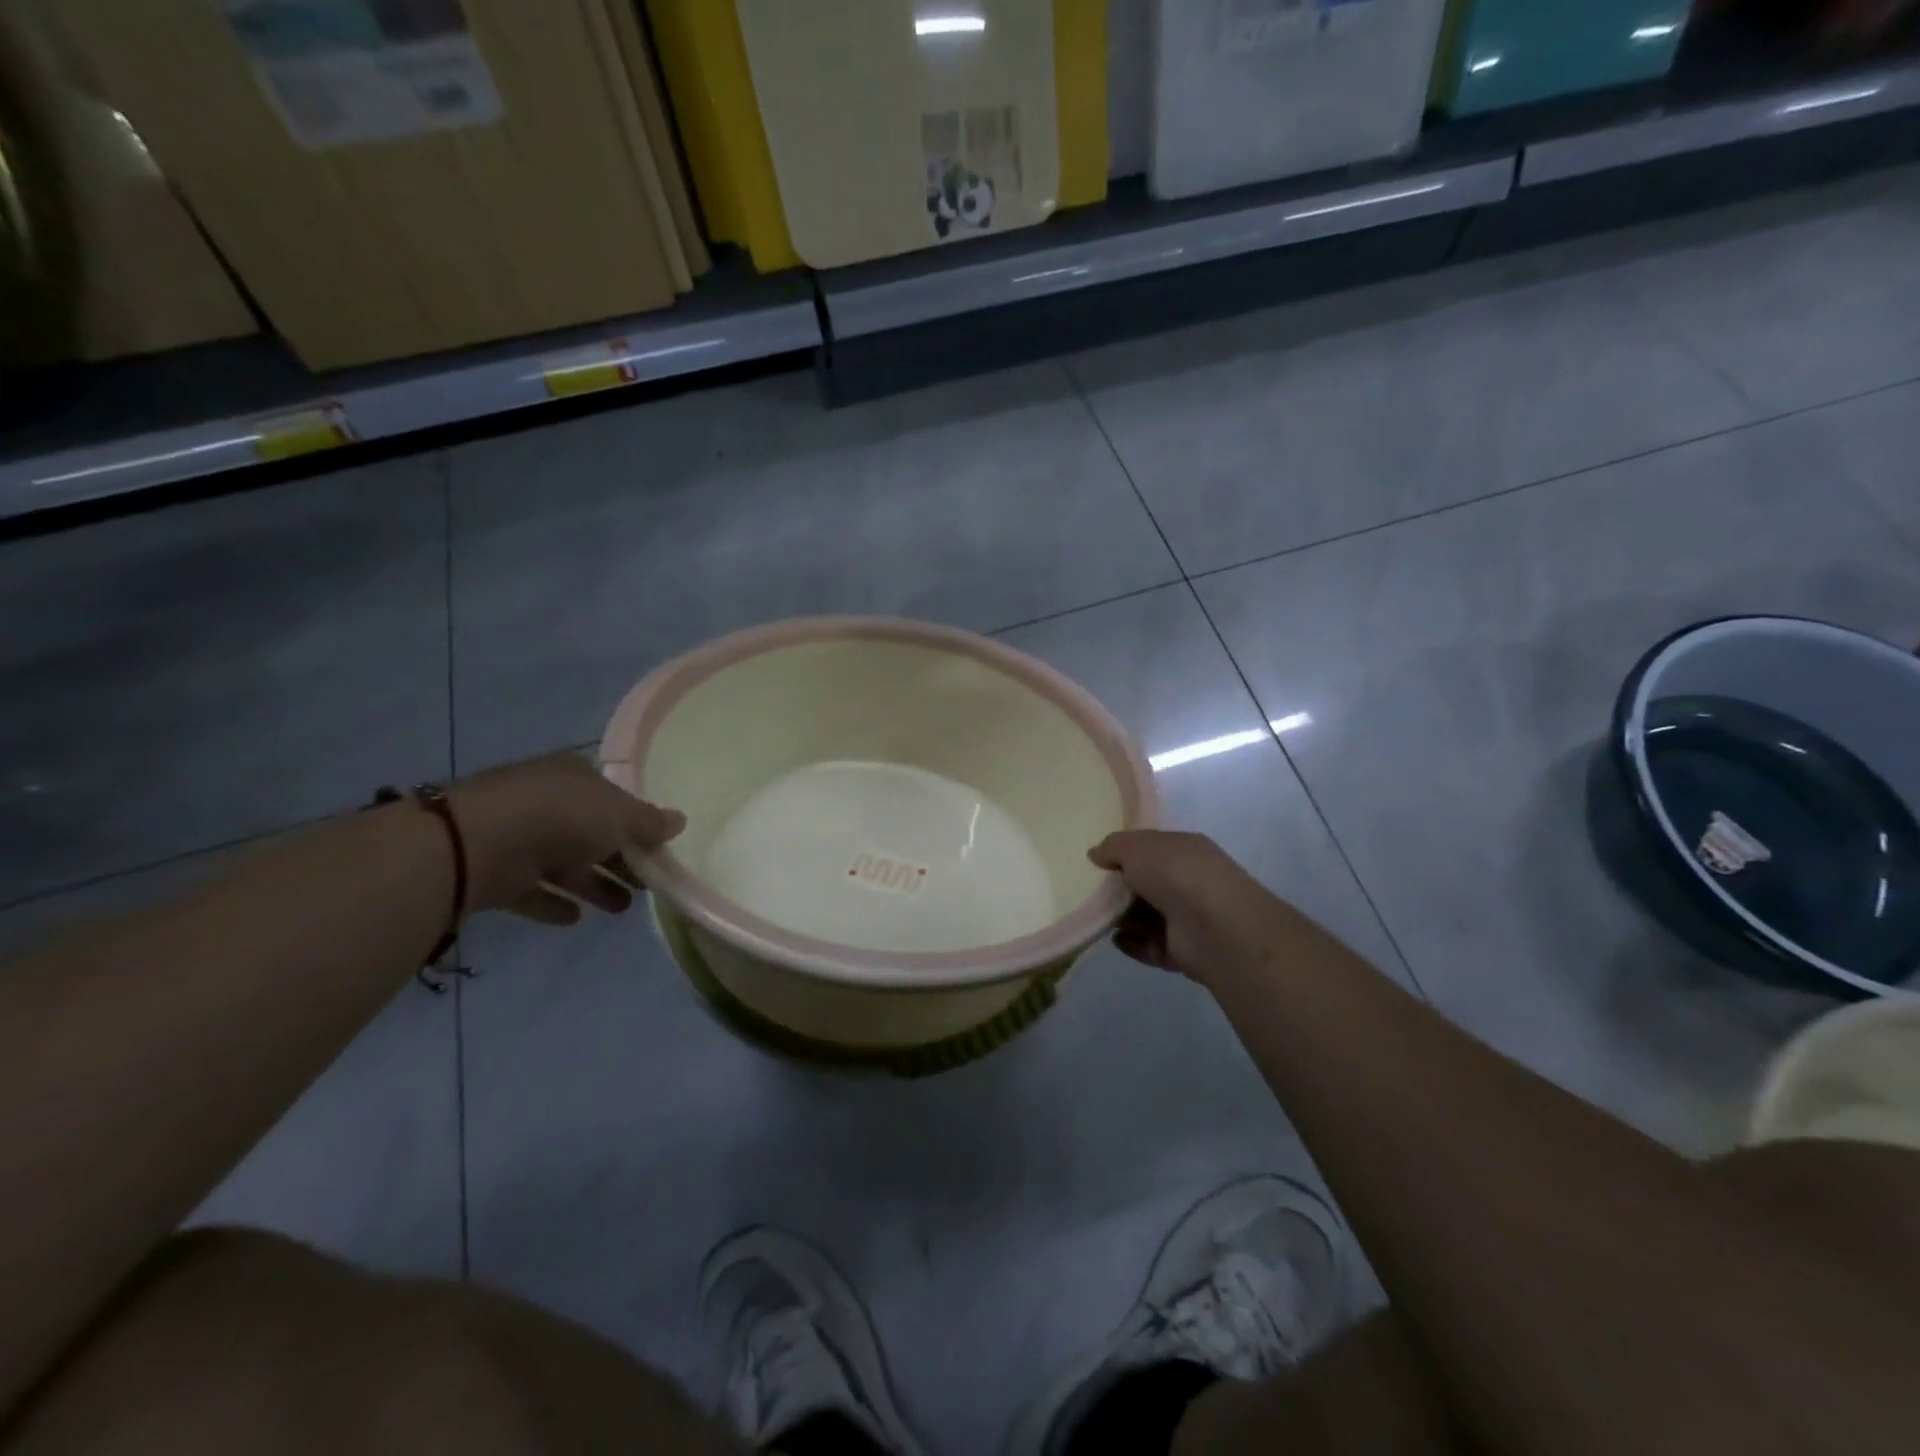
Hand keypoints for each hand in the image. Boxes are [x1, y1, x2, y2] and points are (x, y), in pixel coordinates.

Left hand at [445, 755, 683, 924]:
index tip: (657, 847)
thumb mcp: (621, 815)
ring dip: (593, 884)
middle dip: (619, 858)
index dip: (636, 820)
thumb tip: (680, 821)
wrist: (479, 844)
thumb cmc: (563, 816)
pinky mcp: (497, 871)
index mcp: (575, 775)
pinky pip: (533, 889)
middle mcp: (546, 800)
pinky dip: (554, 902)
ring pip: (565, 863)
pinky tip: (576, 919)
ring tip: (623, 908)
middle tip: (648, 883)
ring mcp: (518, 835)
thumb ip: (650, 822)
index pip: (612, 796)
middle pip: (591, 832)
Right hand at [1089, 830, 1296, 986]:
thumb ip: (1113, 846)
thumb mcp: (1137, 846)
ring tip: (1098, 919)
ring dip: (1125, 919)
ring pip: (1150, 917)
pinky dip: (1134, 944)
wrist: (1214, 926)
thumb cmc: (1176, 873)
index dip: (1126, 854)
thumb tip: (1096, 853)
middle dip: (1121, 890)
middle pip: (1149, 885)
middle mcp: (1191, 882)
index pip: (1153, 849)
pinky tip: (1116, 940)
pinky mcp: (1186, 952)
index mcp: (1186, 850)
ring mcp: (1191, 919)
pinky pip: (1153, 947)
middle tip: (1092, 893)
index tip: (1098, 864)